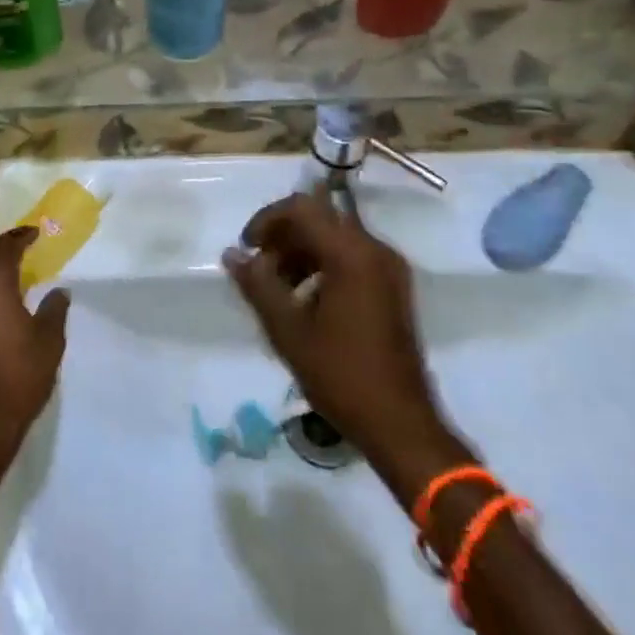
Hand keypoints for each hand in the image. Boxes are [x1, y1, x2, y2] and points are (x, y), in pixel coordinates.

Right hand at [222, 189, 449, 471]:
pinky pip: (352, 258)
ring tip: (277, 288)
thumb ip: (258, 284)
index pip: (302, 208)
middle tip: (259, 267)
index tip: (247, 247)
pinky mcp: (394, 288)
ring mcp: (389, 269)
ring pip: (335, 238)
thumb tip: (232, 254)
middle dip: (283, 236)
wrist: (402, 427)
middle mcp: (375, 249)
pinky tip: (305, 301)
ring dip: (301, 252)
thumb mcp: (288, 331)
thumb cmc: (342, 375)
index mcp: (351, 253)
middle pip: (320, 219)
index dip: (267, 219)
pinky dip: (323, 266)